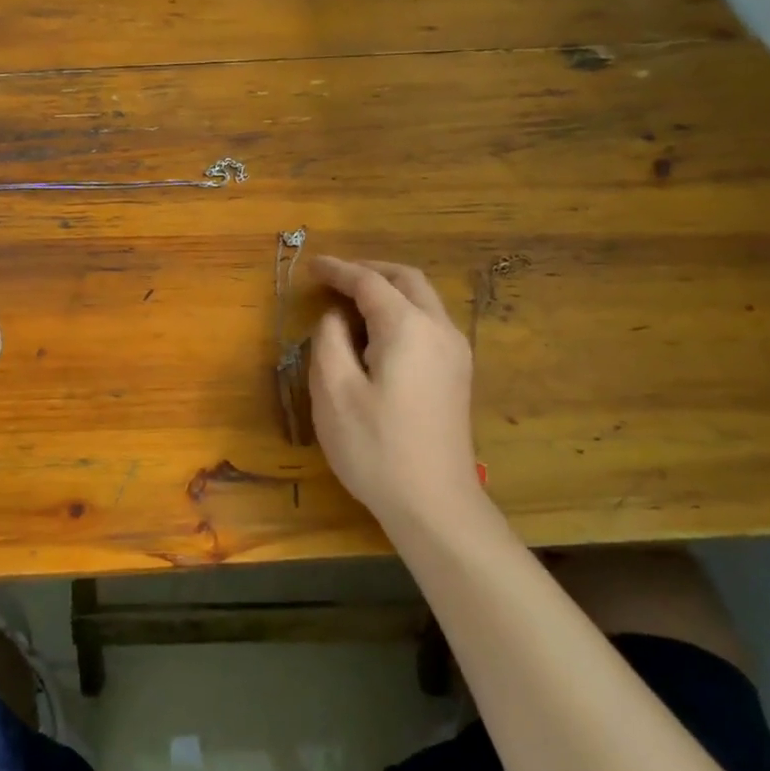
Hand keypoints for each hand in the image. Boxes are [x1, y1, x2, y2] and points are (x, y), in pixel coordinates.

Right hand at [309, 256, 479, 524]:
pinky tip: (378, 333)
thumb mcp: (334, 391)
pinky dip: (402, 311)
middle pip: (407, 280)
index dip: (338, 270)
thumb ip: (329, 340)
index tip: (312, 266)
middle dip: (370, 271)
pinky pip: (429, 323)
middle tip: (335, 278)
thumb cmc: (376, 447)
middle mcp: (439, 329)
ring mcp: (455, 352)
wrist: (435, 504)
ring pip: (423, 300)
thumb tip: (335, 317)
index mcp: (408, 327)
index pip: (369, 282)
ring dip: (388, 290)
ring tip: (351, 302)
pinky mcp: (458, 374)